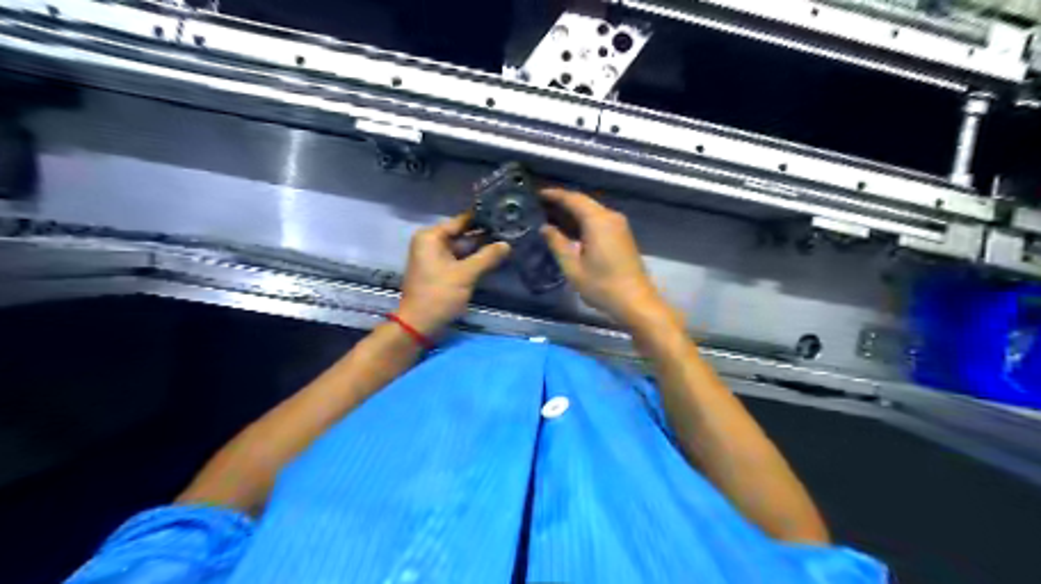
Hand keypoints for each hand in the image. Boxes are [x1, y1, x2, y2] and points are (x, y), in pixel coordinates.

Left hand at [396, 215, 511, 334]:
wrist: (420, 325)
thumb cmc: (439, 295)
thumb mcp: (465, 274)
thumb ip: (487, 257)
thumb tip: (507, 244)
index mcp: (431, 237)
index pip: (461, 221)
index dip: (482, 219)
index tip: (503, 214)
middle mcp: (431, 243)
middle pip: (462, 234)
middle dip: (484, 235)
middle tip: (510, 230)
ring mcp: (436, 258)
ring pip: (463, 248)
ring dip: (481, 249)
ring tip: (507, 242)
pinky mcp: (441, 272)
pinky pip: (460, 260)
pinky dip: (474, 260)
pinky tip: (494, 259)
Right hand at [541, 189, 670, 328]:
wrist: (636, 302)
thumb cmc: (602, 286)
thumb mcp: (573, 267)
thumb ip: (557, 244)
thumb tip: (545, 227)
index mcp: (598, 221)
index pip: (573, 199)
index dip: (555, 195)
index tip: (538, 194)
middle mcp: (610, 217)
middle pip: (584, 202)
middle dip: (563, 201)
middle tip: (542, 205)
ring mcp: (619, 226)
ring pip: (593, 210)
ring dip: (574, 211)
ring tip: (552, 216)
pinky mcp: (622, 235)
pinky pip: (599, 220)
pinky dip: (584, 220)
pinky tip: (571, 230)